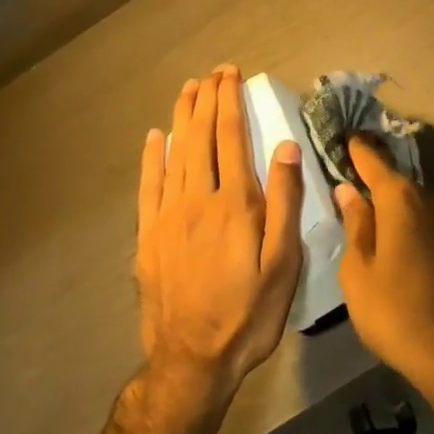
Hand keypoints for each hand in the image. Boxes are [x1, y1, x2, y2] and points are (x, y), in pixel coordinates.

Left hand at [136, 66, 304, 400]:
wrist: (193, 361)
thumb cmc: (249, 311)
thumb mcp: (283, 262)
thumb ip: (285, 202)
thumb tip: (285, 147)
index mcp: (235, 203)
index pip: (231, 137)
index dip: (231, 102)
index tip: (231, 74)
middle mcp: (198, 200)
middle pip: (202, 138)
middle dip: (208, 100)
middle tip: (213, 73)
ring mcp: (168, 217)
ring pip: (175, 154)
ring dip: (182, 118)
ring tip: (188, 89)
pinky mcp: (149, 237)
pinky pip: (148, 186)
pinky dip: (152, 158)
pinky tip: (156, 137)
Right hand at [334, 136, 433, 386]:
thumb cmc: (394, 309)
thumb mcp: (359, 270)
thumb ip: (355, 223)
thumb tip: (349, 190)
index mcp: (401, 197)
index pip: (374, 160)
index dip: (358, 149)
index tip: (346, 136)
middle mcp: (431, 197)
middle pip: (396, 180)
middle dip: (374, 181)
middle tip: (350, 184)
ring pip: (414, 202)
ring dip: (394, 206)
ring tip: (370, 219)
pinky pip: (428, 220)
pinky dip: (411, 223)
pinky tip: (397, 243)